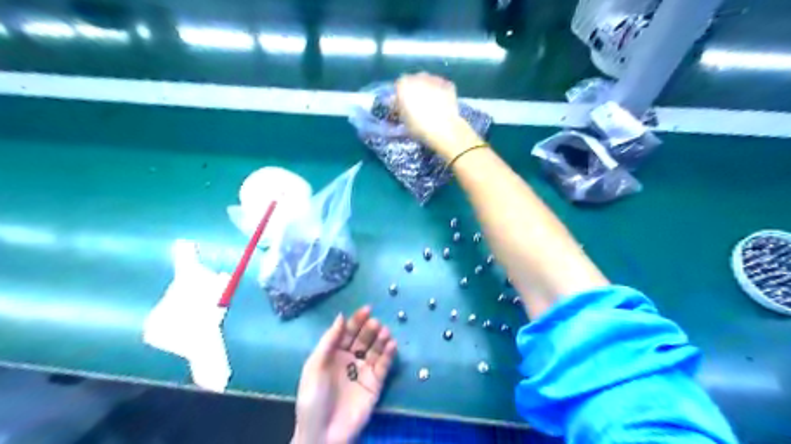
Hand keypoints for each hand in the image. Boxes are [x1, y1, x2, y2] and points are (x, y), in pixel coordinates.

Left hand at [291, 307, 395, 441]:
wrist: (322, 434)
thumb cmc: (313, 398)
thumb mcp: (315, 366)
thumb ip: (329, 341)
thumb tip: (341, 315)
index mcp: (334, 354)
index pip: (347, 332)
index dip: (356, 320)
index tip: (367, 309)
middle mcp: (350, 359)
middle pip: (363, 338)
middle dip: (370, 329)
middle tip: (376, 324)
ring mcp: (363, 371)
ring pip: (375, 350)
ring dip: (381, 339)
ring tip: (385, 332)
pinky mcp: (375, 384)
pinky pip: (383, 366)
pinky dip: (389, 354)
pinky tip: (392, 345)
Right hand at [394, 71, 478, 157]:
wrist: (443, 128)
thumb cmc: (418, 126)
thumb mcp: (403, 120)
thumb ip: (399, 109)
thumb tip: (399, 105)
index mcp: (403, 84)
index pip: (398, 88)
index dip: (401, 97)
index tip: (403, 107)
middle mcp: (418, 76)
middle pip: (414, 82)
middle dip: (415, 92)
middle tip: (418, 106)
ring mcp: (434, 78)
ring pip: (429, 83)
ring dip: (428, 91)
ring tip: (432, 106)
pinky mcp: (448, 84)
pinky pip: (441, 87)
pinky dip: (440, 93)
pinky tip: (442, 105)